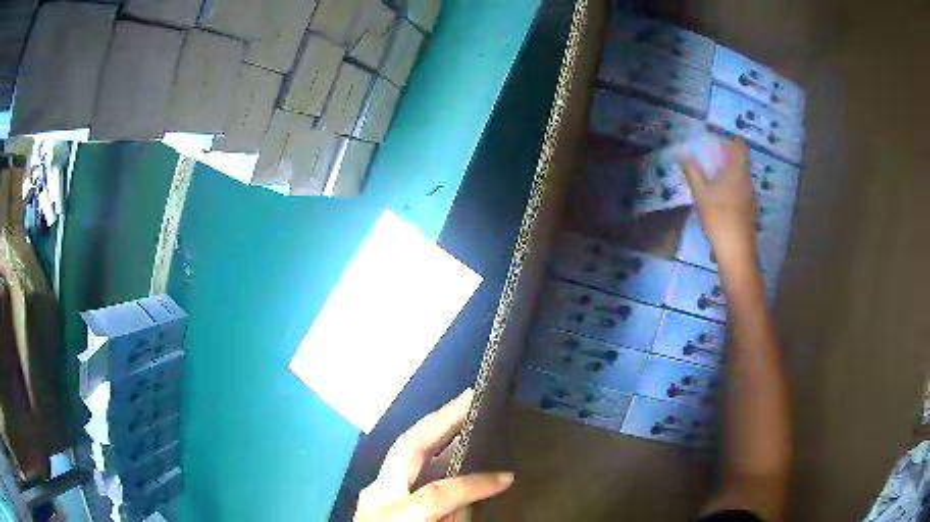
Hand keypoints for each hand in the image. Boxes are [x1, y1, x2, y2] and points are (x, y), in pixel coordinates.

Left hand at [354, 389, 513, 521]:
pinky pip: (402, 465)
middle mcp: (378, 495)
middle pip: (407, 448)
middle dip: (440, 420)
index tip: (509, 477)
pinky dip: (425, 451)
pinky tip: (442, 448)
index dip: (476, 484)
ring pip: (402, 450)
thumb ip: (452, 520)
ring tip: (459, 412)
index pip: (439, 493)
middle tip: (469, 398)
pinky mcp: (373, 492)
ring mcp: (371, 491)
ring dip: (432, 429)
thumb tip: (469, 498)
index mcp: (394, 515)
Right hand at [680, 138, 757, 268]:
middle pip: (740, 162)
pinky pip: (740, 192)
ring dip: (728, 175)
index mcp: (738, 171)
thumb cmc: (719, 217)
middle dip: (726, 157)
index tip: (717, 139)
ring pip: (740, 178)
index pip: (740, 146)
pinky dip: (731, 189)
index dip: (730, 139)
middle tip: (709, 158)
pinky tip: (719, 200)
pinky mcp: (749, 212)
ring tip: (711, 179)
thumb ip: (692, 171)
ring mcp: (750, 198)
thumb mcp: (701, 193)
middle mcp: (747, 181)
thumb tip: (682, 152)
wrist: (736, 252)